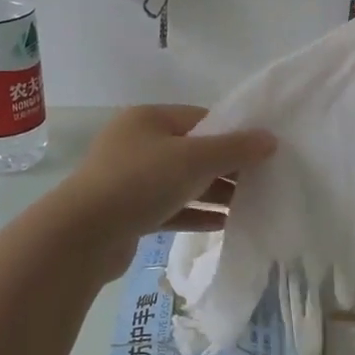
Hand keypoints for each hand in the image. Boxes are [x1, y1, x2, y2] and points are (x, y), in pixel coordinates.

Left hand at [59, 106, 276, 266]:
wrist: (83, 236)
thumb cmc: (140, 182)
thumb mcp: (194, 159)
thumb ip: (235, 149)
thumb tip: (270, 139)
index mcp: (148, 119)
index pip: (201, 118)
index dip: (233, 133)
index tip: (262, 151)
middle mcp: (137, 144)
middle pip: (193, 151)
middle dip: (227, 166)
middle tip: (262, 180)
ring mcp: (130, 179)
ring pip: (183, 182)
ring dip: (215, 192)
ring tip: (251, 204)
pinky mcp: (130, 212)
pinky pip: (172, 208)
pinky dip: (196, 213)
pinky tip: (224, 223)